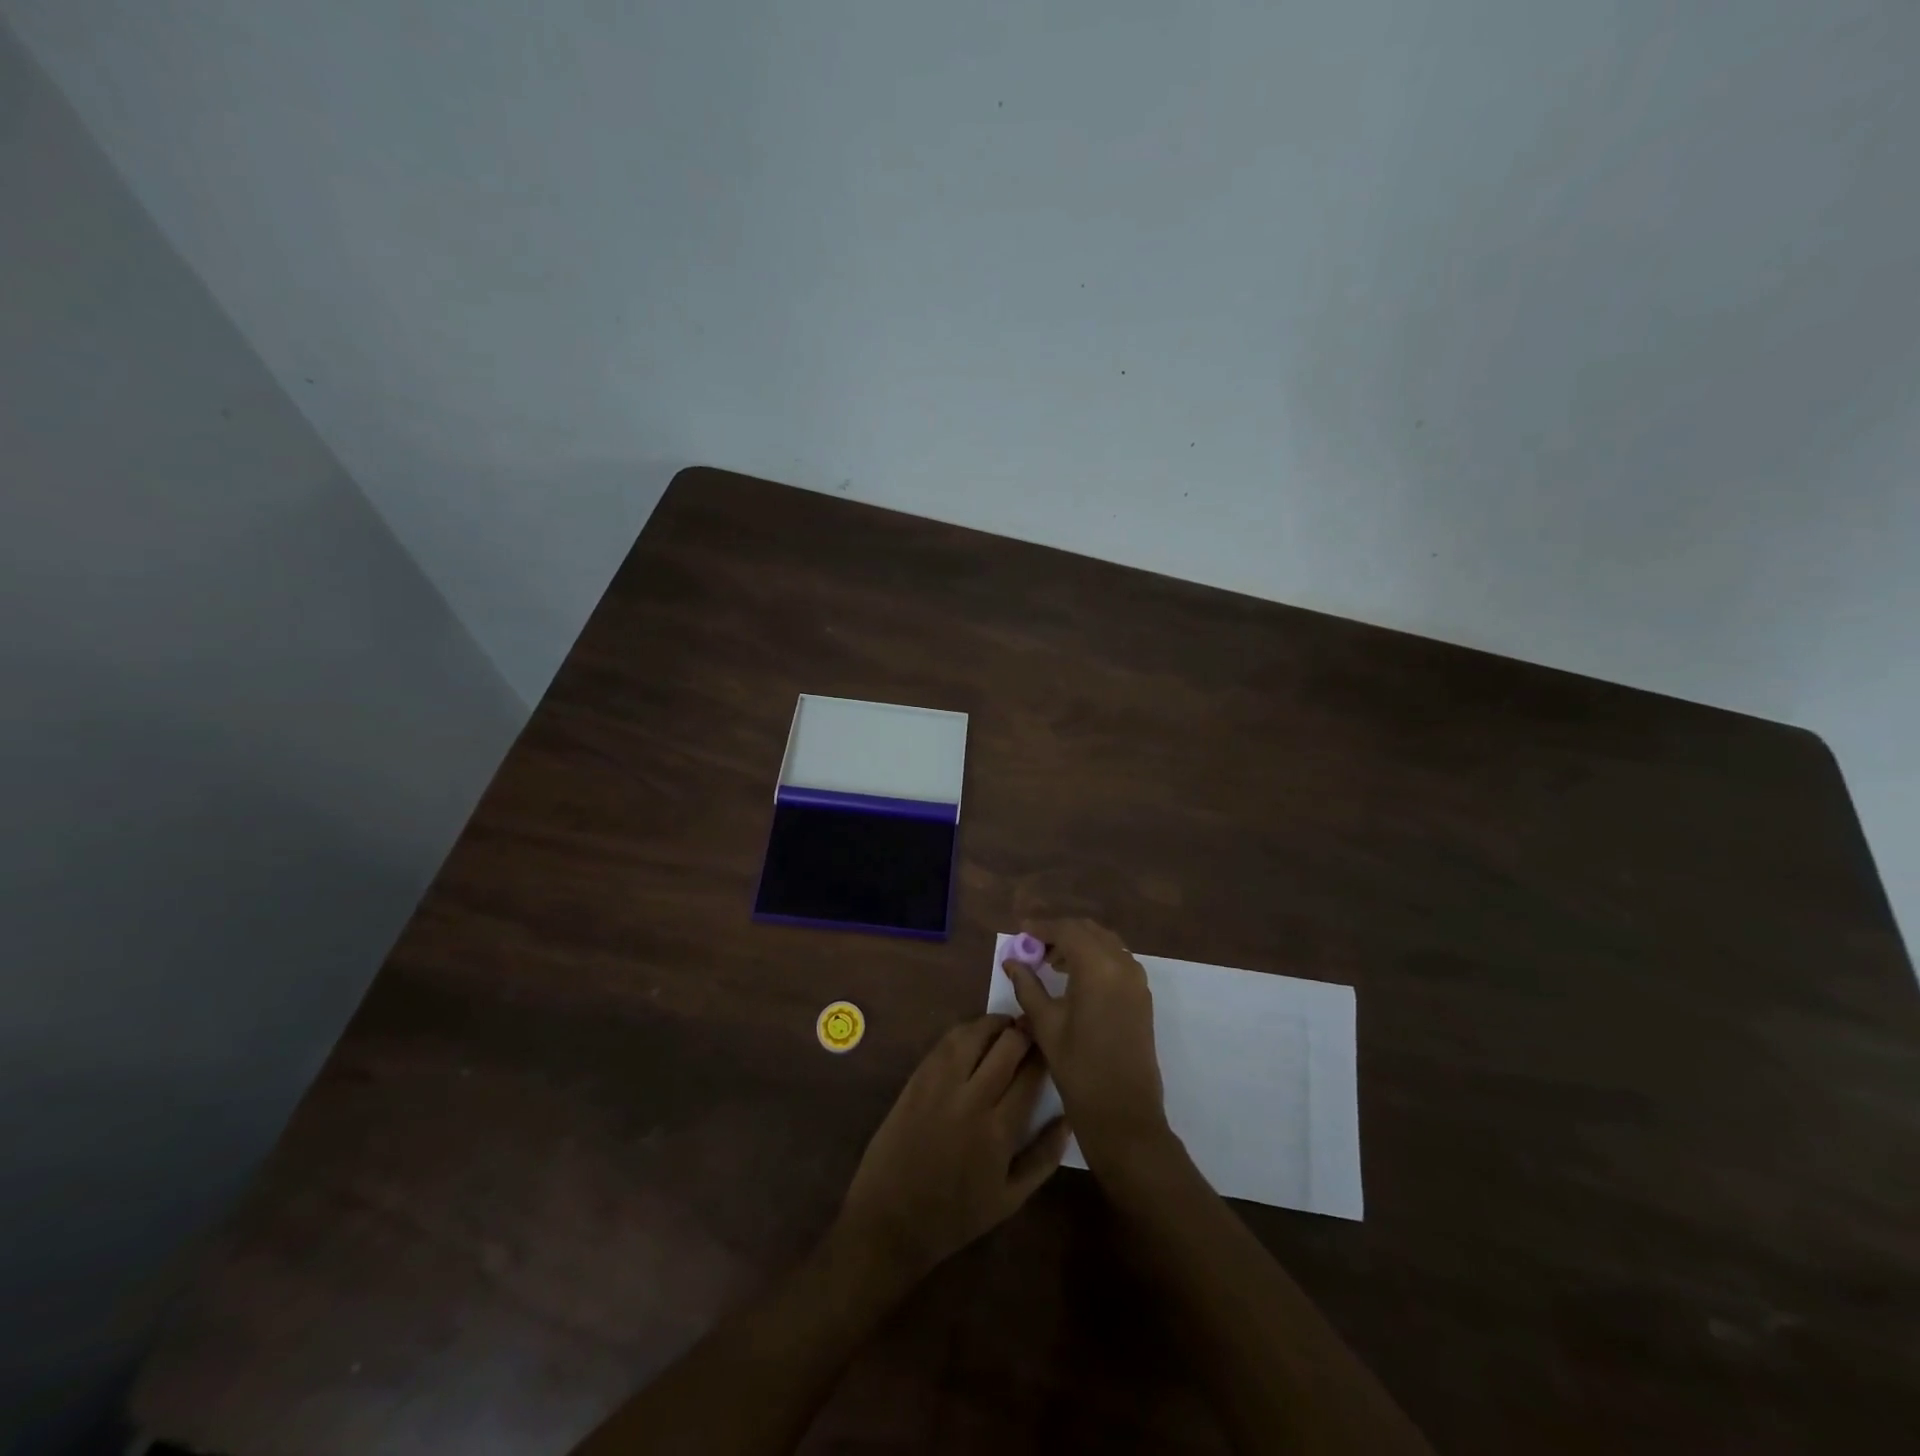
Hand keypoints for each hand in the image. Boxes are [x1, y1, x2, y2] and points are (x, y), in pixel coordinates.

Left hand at [837, 1015, 1069, 1280]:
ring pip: (974, 1034)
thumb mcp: (1010, 1199)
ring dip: (994, 1024)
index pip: (1031, 1074)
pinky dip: (965, 1031)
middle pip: (1006, 1046)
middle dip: (1024, 1032)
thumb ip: (1044, 1157)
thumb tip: (1068, 1119)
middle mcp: (972, 1099)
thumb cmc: (956, 1215)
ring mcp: (940, 1085)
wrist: (891, 1219)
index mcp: (1000, 1130)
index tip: (1051, 1047)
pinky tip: (974, 1036)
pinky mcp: (917, 1079)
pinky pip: (945, 1043)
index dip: (1044, 1053)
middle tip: (1032, 1030)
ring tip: (1006, 1026)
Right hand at [1002, 918, 1170, 1172]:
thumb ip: (1028, 986)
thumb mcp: (1045, 1024)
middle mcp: (1122, 964)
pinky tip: (1075, 979)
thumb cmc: (1079, 1068)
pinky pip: (1117, 960)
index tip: (1021, 931)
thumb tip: (1012, 961)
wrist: (1123, 1112)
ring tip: (1052, 964)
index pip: (1067, 930)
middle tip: (1034, 947)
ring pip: (1105, 943)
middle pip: (1088, 931)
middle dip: (1060, 932)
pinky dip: (1096, 958)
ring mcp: (1137, 980)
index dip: (1042, 927)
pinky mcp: (1142, 996)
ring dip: (1079, 944)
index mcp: (1098, 967)